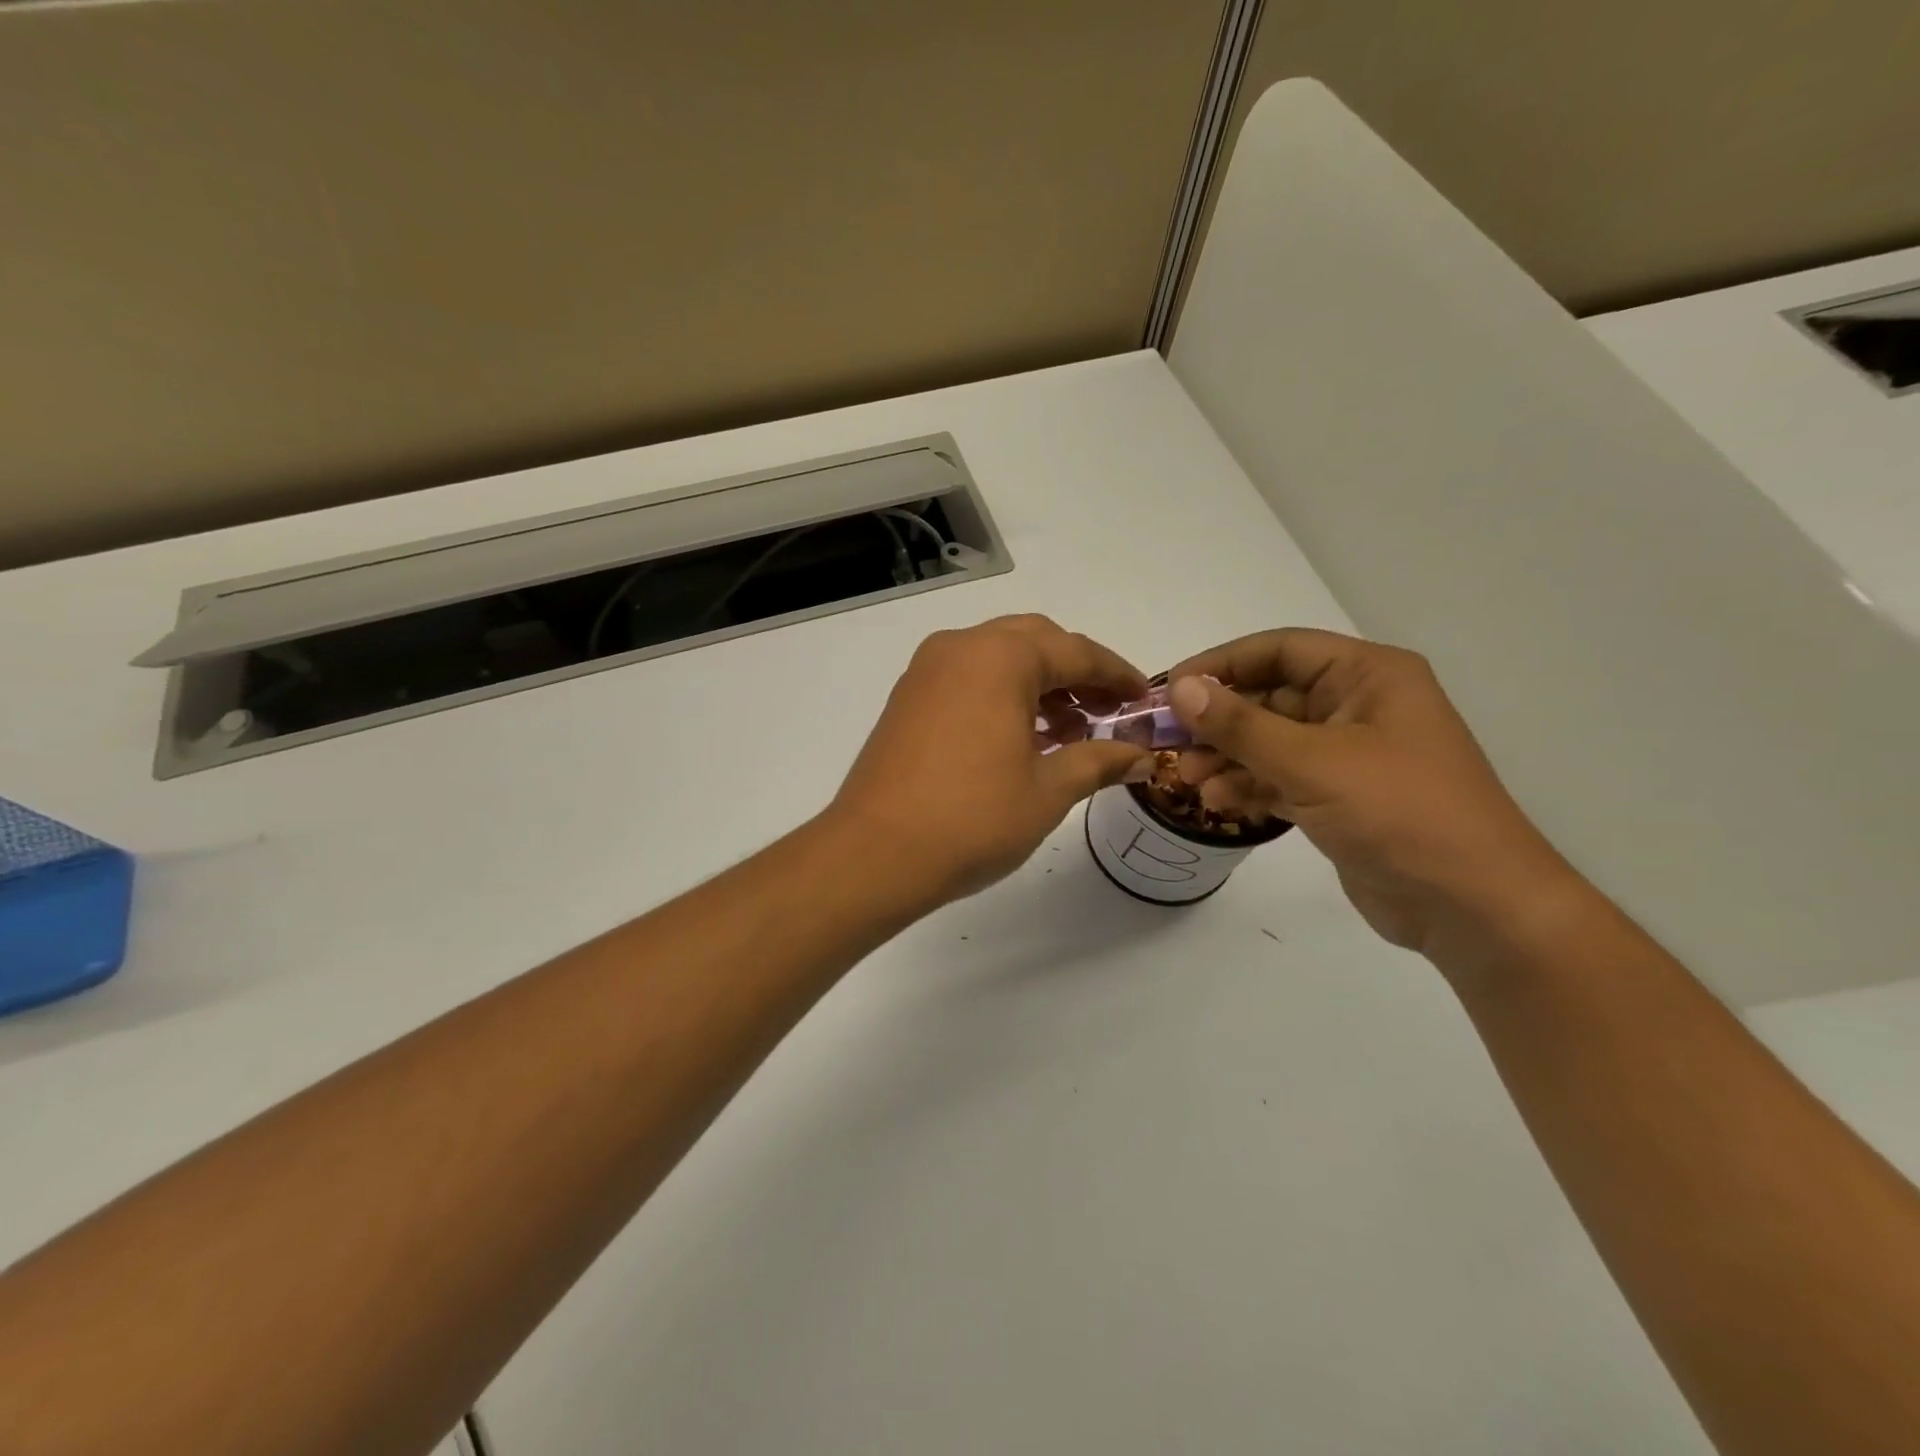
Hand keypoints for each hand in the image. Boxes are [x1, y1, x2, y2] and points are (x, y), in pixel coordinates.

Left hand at [831, 616, 1152, 904]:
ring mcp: (927, 671)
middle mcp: (960, 648)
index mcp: (999, 657)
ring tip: (1071, 732)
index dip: (1117, 675)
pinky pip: (969, 678)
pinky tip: (1024, 737)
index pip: (1076, 651)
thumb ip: (1099, 762)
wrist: (874, 854)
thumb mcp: (1047, 792)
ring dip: (1040, 684)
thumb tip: (1142, 756)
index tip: (1145, 698)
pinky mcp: (908, 698)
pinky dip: (1003, 695)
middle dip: (1077, 673)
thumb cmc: (971, 819)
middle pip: (1035, 642)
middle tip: (1108, 712)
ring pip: (998, 658)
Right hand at [1166, 629, 1580, 957]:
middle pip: (1269, 697)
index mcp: (1367, 676)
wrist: (1472, 905)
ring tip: (1188, 781)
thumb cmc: (1399, 812)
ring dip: (1227, 757)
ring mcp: (1349, 754)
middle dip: (1218, 722)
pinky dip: (1248, 785)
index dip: (1220, 665)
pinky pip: (1281, 777)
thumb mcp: (1312, 762)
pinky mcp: (1340, 796)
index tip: (1171, 690)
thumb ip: (1240, 725)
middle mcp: (1358, 705)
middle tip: (1169, 745)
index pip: (1279, 650)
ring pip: (1270, 740)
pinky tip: (1218, 803)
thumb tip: (1181, 689)